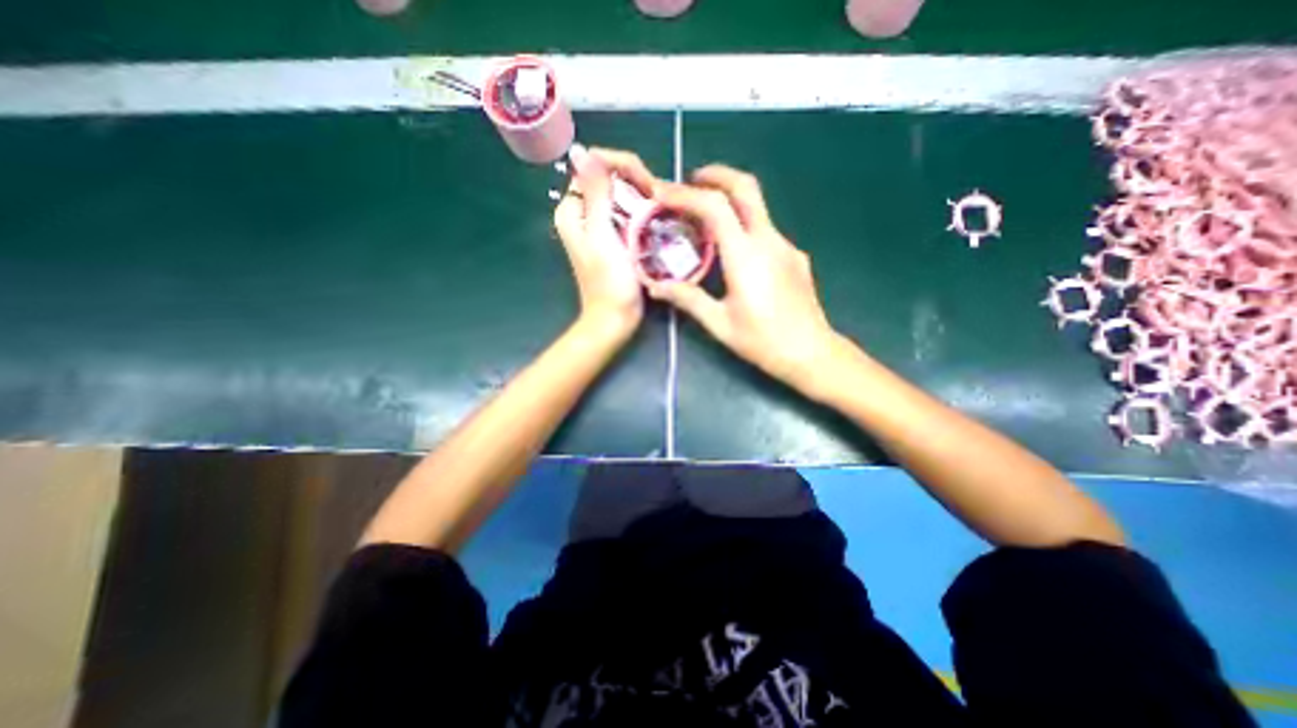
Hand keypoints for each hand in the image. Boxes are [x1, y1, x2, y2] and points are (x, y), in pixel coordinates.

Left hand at [554, 145, 659, 340]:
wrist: (616, 317)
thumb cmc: (608, 281)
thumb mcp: (601, 234)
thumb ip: (594, 193)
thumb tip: (581, 150)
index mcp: (573, 210)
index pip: (597, 167)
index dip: (624, 168)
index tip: (649, 186)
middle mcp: (583, 214)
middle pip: (611, 180)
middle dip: (637, 183)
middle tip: (659, 200)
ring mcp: (600, 227)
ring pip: (623, 197)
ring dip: (643, 199)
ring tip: (663, 209)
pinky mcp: (615, 240)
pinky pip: (629, 216)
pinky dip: (643, 214)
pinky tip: (658, 221)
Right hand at [645, 166, 841, 391]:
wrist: (811, 353)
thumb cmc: (763, 342)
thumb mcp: (719, 323)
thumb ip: (687, 299)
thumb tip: (655, 286)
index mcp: (745, 256)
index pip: (715, 207)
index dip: (685, 194)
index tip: (662, 193)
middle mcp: (768, 240)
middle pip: (745, 187)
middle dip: (716, 175)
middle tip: (690, 182)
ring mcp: (785, 245)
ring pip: (756, 206)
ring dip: (729, 200)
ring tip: (704, 217)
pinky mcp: (794, 255)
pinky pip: (765, 229)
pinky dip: (743, 225)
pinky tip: (733, 249)